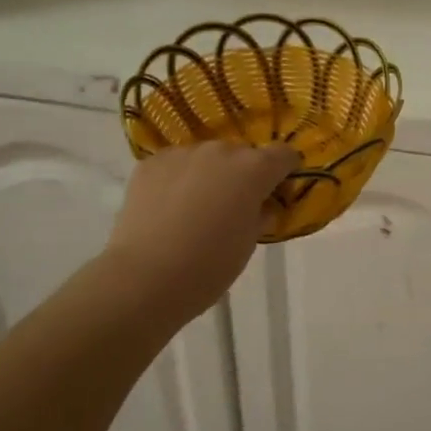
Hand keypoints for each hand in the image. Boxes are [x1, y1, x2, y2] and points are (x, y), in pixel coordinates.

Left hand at [105, 141, 299, 321]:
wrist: (145, 278)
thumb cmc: (210, 265)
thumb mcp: (249, 243)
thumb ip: (260, 215)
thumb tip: (259, 206)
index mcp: (253, 169)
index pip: (283, 154)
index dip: (285, 171)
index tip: (278, 190)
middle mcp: (220, 152)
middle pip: (242, 154)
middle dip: (243, 174)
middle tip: (233, 206)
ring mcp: (182, 154)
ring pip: (206, 157)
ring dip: (209, 174)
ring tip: (196, 207)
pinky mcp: (150, 163)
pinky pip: (175, 165)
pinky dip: (178, 179)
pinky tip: (169, 207)